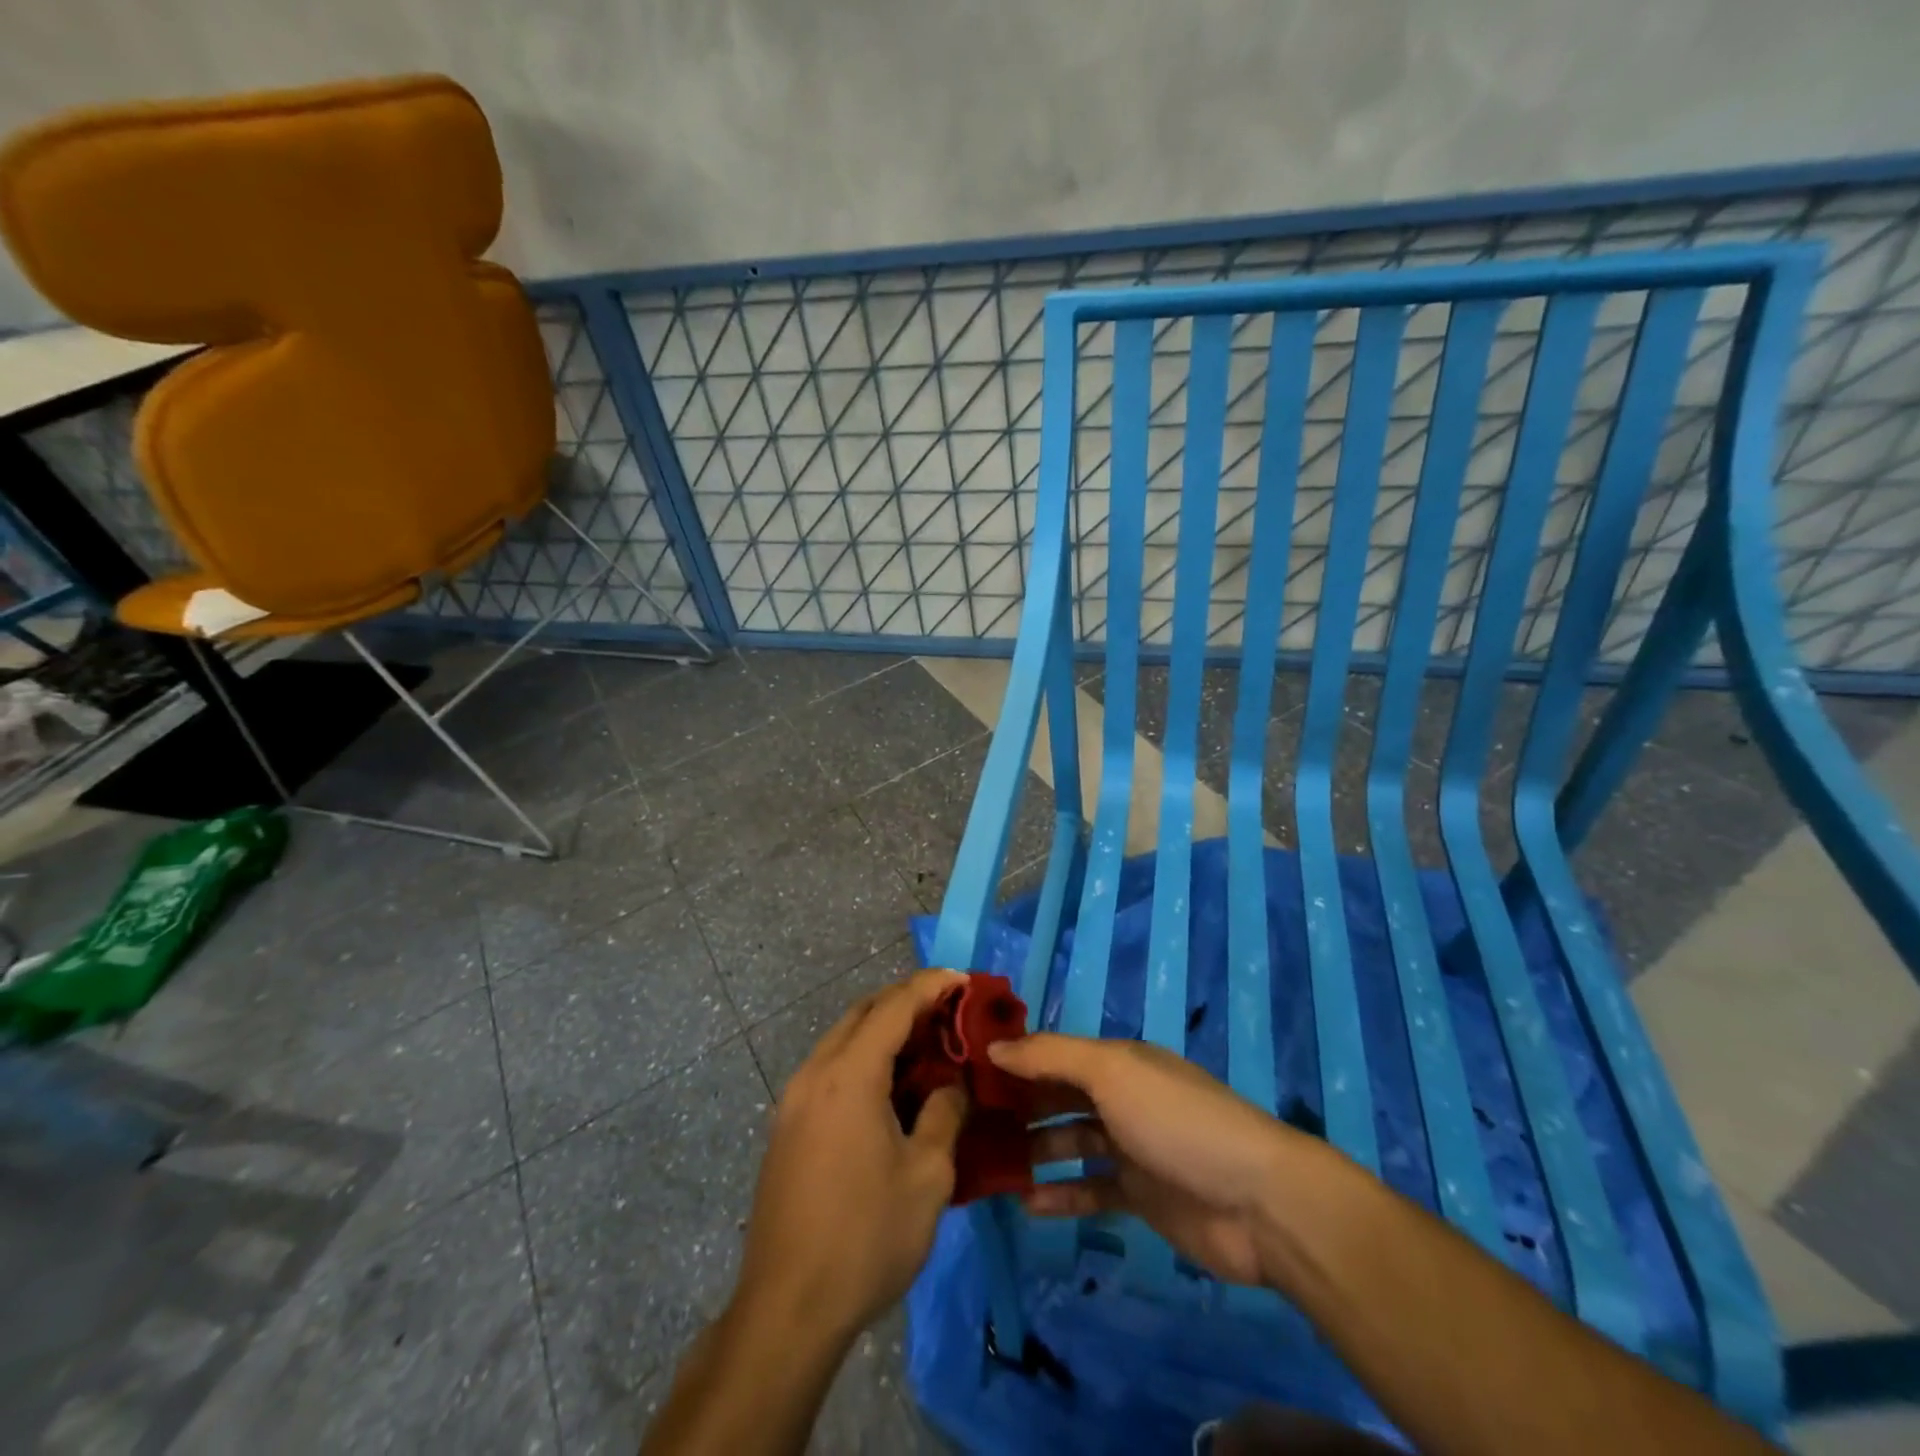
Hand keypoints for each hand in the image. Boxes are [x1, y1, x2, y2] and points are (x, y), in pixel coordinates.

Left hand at [735, 968, 969, 1343]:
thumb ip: (945, 1113)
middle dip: (907, 1001)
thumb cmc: (866, 1238)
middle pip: (864, 1012)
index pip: (894, 1005)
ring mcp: (794, 1099)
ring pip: (844, 1038)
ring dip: (883, 1030)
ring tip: (926, 1046)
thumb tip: (952, 1085)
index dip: (932, 985)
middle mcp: (816, 1073)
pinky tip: (890, 1087)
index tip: (964, 979)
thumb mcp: (928, 1176)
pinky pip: (831, 1068)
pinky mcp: (787, 1125)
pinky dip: (864, 1058)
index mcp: (849, 1075)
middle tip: (949, 1011)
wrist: (787, 1308)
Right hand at [988, 1033, 1308, 1286]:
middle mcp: (1123, 1098)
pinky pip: (1091, 1191)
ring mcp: (1133, 1148)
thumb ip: (1051, 1057)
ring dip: (1033, 1151)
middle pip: (1060, 1097)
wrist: (1258, 1202)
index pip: (1055, 1054)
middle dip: (1018, 1106)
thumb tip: (994, 1046)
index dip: (1014, 1060)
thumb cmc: (1177, 1121)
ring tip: (989, 1164)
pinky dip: (1061, 1195)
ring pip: (1071, 1143)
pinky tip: (1027, 1204)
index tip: (967, 1073)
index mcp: (1118, 1061)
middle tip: (968, 1124)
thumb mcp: (1112, 1072)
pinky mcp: (1142, 1197)